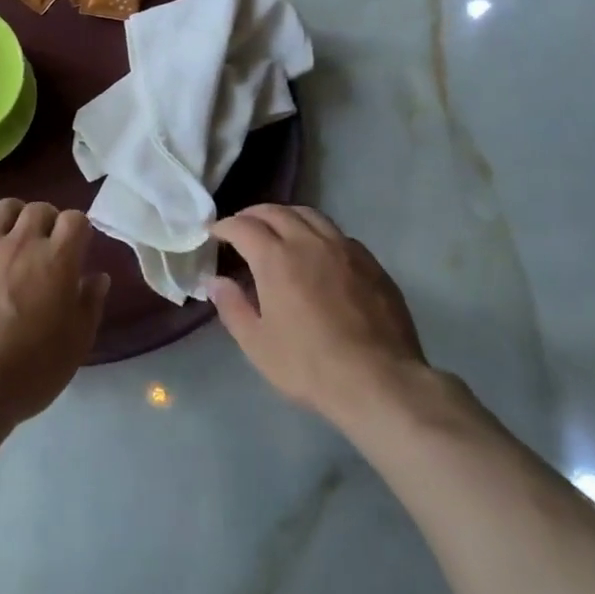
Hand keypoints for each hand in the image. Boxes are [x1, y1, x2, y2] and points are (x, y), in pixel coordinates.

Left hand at [0, 199, 109, 433]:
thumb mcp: (75, 345)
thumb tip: (98, 277)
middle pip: (39, 209)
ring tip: (13, 239)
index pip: (75, 220)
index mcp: (56, 260)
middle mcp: (21, 243)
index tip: (77, 249)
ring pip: (3, 208)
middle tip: (46, 246)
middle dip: (48, 221)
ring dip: (14, 218)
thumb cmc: (28, 371)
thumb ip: (89, 304)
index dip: (78, 231)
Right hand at [208, 204, 429, 427]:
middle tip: (242, 227)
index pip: (243, 227)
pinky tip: (318, 251)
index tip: (215, 233)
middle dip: (253, 215)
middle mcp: (308, 241)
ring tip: (278, 229)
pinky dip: (317, 233)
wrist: (379, 381)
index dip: (225, 226)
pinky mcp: (370, 262)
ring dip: (286, 216)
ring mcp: (344, 248)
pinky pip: (337, 234)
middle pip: (276, 212)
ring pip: (310, 215)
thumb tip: (214, 281)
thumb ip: (232, 307)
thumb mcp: (258, 344)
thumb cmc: (309, 366)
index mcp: (276, 258)